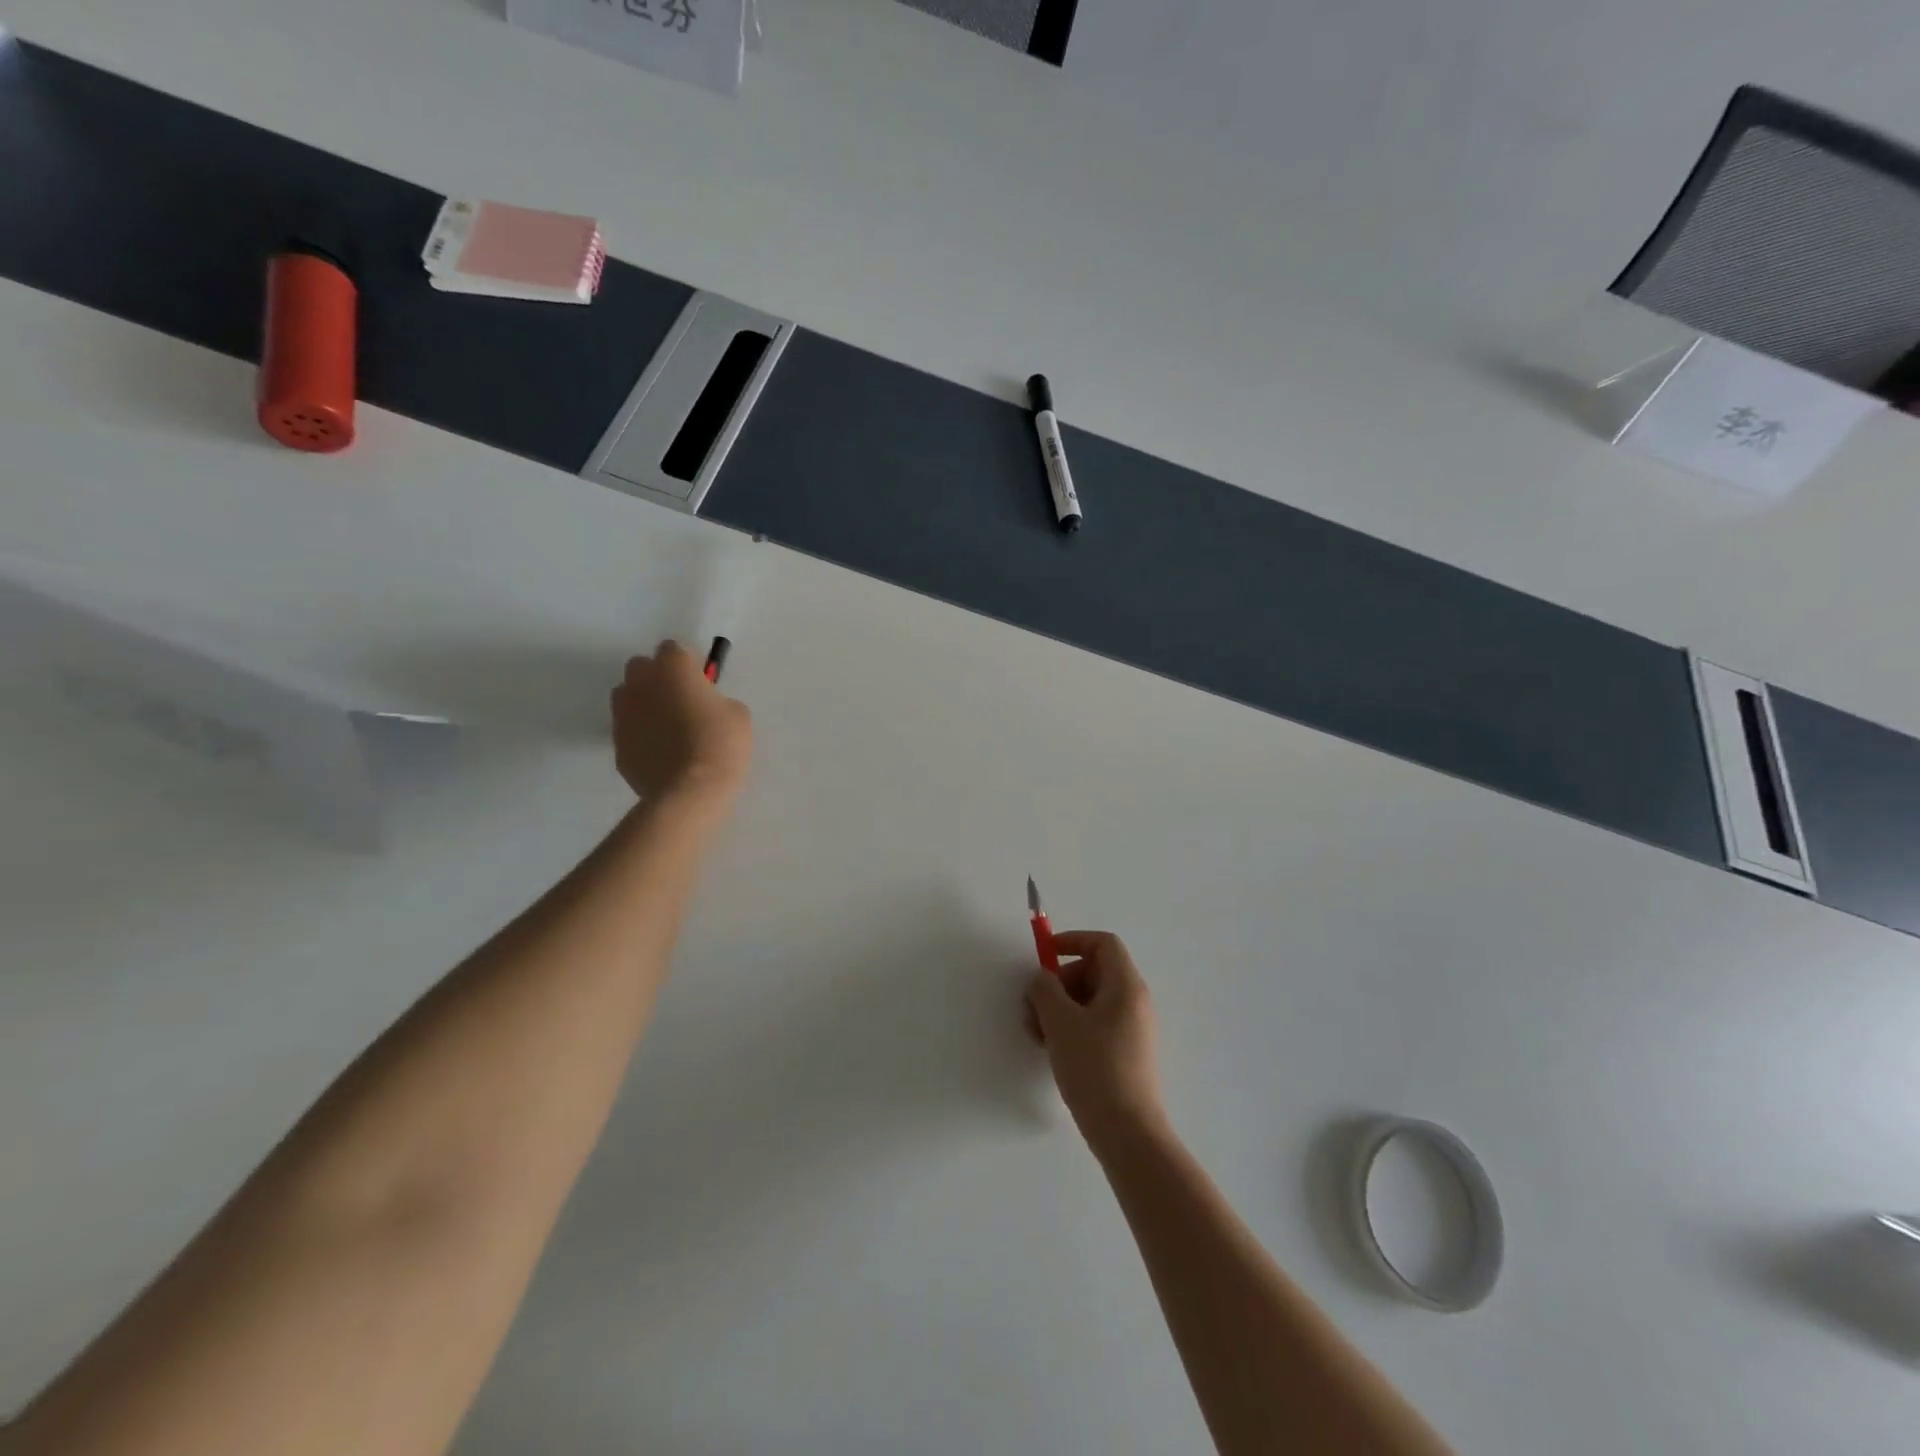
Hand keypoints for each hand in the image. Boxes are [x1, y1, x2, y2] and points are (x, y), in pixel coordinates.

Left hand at [611, 641, 752, 803]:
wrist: (689, 792)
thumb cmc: (720, 745)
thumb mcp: (738, 714)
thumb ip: (717, 700)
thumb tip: (707, 705)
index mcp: (672, 668)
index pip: (674, 649)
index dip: (689, 664)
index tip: (702, 682)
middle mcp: (641, 683)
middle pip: (642, 666)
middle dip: (658, 677)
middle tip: (682, 700)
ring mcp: (623, 714)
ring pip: (628, 695)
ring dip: (644, 702)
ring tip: (667, 726)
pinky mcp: (617, 743)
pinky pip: (628, 728)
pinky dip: (640, 733)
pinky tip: (660, 751)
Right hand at [1026, 931, 1167, 1151]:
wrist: (1128, 1133)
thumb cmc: (1095, 1068)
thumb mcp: (1060, 1023)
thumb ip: (1045, 989)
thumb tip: (1042, 978)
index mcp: (1126, 986)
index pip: (1103, 944)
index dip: (1073, 941)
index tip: (1045, 956)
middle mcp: (1135, 1002)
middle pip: (1094, 972)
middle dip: (1059, 982)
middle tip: (1033, 1006)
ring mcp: (1133, 1029)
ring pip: (1092, 1001)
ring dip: (1060, 1008)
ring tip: (1037, 1033)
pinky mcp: (1127, 1053)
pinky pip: (1097, 1024)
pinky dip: (1073, 1027)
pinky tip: (1053, 1050)